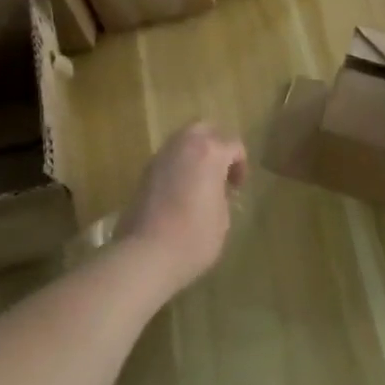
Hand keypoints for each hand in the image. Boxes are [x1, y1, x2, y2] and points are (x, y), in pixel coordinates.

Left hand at [116, 122, 247, 291]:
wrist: (145, 254)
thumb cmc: (194, 238)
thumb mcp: (223, 219)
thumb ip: (223, 195)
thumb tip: (215, 190)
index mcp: (210, 152)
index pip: (233, 145)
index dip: (241, 165)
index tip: (237, 188)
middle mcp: (184, 146)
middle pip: (204, 129)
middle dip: (216, 144)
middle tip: (221, 170)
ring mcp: (160, 158)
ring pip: (182, 141)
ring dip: (194, 154)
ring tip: (200, 181)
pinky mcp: (144, 173)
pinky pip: (168, 159)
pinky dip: (178, 166)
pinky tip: (180, 191)